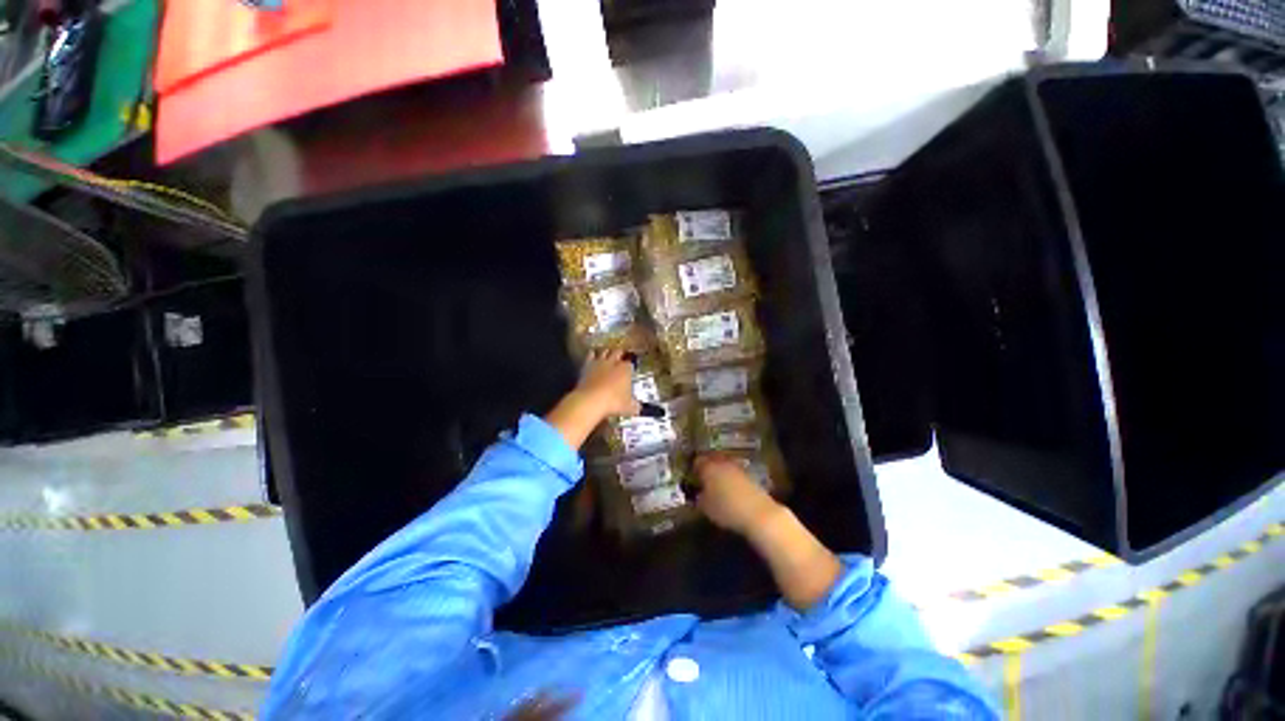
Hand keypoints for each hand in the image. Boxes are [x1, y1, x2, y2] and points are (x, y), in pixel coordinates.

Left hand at [545, 349, 638, 450]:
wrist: (591, 400)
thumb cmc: (613, 402)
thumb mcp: (627, 407)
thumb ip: (634, 406)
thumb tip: (639, 408)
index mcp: (625, 370)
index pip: (630, 364)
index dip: (630, 367)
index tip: (630, 370)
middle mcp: (613, 363)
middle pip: (618, 352)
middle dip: (620, 353)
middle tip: (620, 354)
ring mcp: (599, 363)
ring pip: (604, 351)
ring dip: (606, 352)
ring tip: (607, 352)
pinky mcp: (587, 366)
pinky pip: (590, 355)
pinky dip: (592, 354)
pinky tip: (592, 353)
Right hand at [693, 453, 781, 534]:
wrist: (758, 513)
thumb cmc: (726, 509)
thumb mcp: (705, 508)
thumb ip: (699, 498)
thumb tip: (699, 494)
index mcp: (708, 467)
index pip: (697, 461)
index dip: (693, 468)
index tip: (692, 477)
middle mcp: (722, 463)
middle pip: (712, 460)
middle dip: (708, 468)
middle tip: (703, 479)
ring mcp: (737, 467)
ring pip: (724, 465)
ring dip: (720, 472)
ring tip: (717, 484)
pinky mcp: (749, 475)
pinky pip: (735, 473)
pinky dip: (731, 478)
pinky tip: (730, 489)